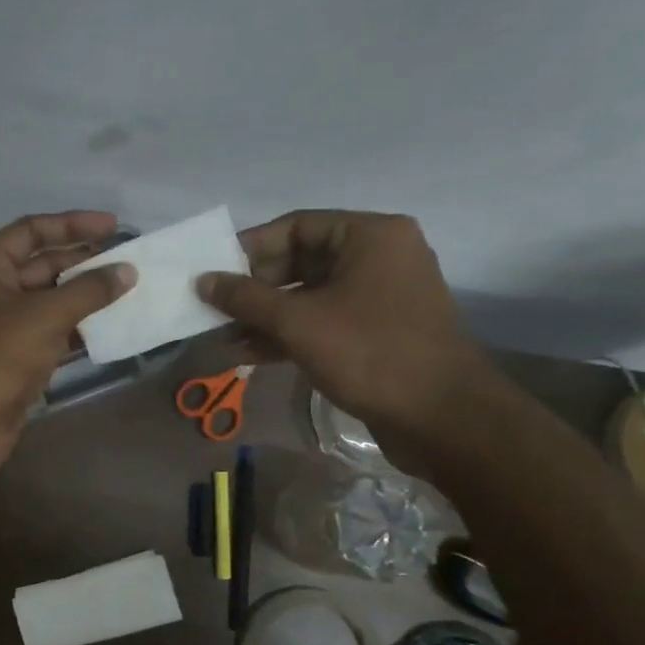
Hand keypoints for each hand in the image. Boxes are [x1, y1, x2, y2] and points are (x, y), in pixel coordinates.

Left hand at [0, 212, 134, 481]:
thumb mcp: (45, 315)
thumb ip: (89, 290)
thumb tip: (127, 272)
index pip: (30, 232)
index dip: (72, 225)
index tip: (114, 226)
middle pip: (41, 265)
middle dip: (84, 262)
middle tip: (128, 261)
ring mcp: (1, 325)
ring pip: (49, 300)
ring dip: (85, 296)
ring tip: (129, 289)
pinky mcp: (15, 356)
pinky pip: (51, 330)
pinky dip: (79, 327)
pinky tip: (112, 325)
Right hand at [196, 211, 489, 472]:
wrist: (441, 418)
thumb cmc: (369, 353)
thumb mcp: (298, 322)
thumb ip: (245, 298)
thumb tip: (202, 281)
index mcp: (370, 236)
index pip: (296, 226)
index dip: (250, 248)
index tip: (213, 272)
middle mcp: (379, 257)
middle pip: (301, 261)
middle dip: (255, 289)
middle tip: (215, 308)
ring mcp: (380, 296)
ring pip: (309, 295)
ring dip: (266, 316)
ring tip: (225, 336)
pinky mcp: (377, 331)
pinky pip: (324, 320)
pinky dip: (290, 334)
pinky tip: (251, 354)